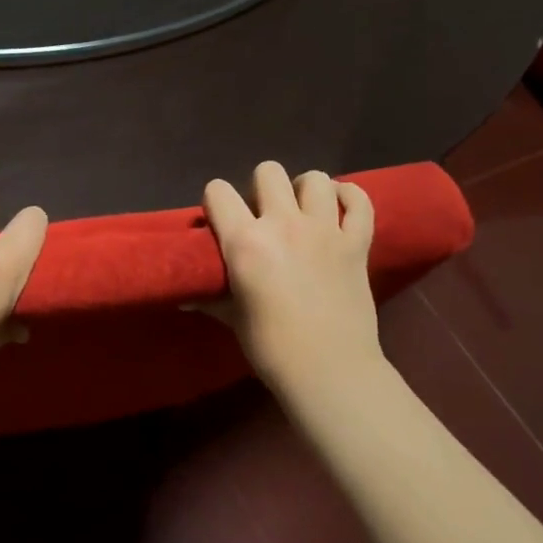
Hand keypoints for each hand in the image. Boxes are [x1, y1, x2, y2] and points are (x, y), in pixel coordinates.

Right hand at [202, 162, 384, 390]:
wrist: (330, 371)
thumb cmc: (271, 347)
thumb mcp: (231, 317)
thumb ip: (208, 296)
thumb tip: (182, 296)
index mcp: (245, 241)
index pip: (218, 191)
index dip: (216, 202)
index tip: (220, 220)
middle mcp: (283, 224)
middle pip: (268, 171)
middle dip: (260, 188)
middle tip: (263, 216)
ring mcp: (325, 230)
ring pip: (316, 179)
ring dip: (305, 190)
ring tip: (301, 211)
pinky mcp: (357, 243)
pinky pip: (360, 202)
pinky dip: (350, 198)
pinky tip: (339, 208)